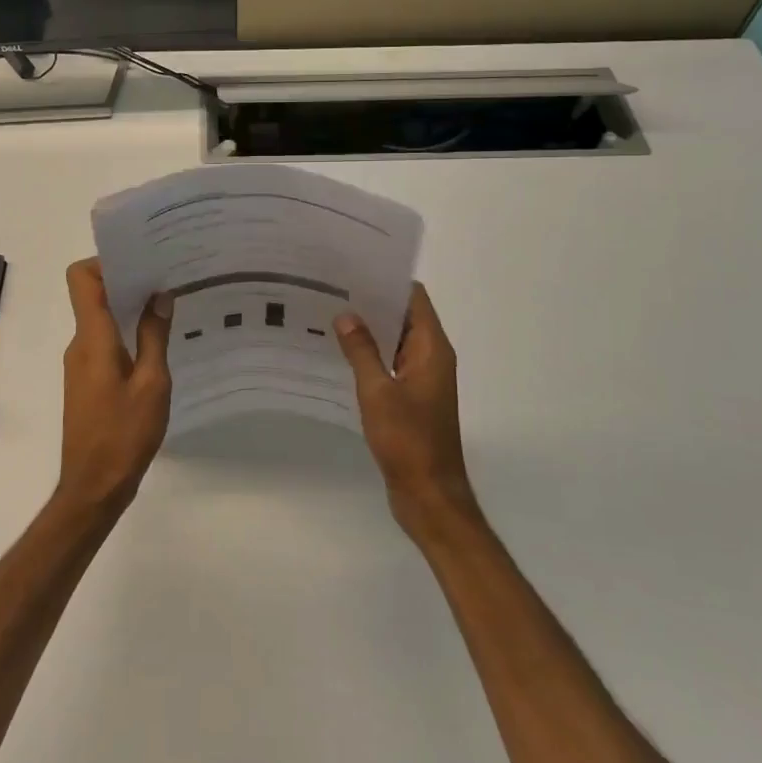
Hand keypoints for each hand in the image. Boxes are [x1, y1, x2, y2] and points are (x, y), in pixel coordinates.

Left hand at [57, 259, 172, 514]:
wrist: (94, 487)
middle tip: (166, 277)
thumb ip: (155, 336)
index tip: (140, 260)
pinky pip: (103, 342)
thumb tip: (160, 296)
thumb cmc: (125, 434)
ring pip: (100, 320)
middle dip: (126, 281)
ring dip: (128, 309)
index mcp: (93, 338)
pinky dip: (125, 333)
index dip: (105, 261)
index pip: (81, 279)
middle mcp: (80, 344)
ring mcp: (80, 363)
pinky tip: (156, 344)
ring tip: (168, 307)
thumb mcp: (152, 384)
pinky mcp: (86, 381)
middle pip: (92, 295)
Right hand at [335, 283, 480, 539]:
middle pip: (404, 316)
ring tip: (329, 314)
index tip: (354, 267)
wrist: (429, 495)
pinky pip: (390, 364)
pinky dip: (370, 355)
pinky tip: (339, 353)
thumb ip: (362, 351)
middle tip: (331, 288)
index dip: (387, 280)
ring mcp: (422, 379)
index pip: (414, 298)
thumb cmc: (408, 440)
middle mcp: (431, 358)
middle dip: (372, 302)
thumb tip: (346, 315)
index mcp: (432, 349)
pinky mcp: (411, 398)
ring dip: (370, 329)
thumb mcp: (378, 392)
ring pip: (395, 341)